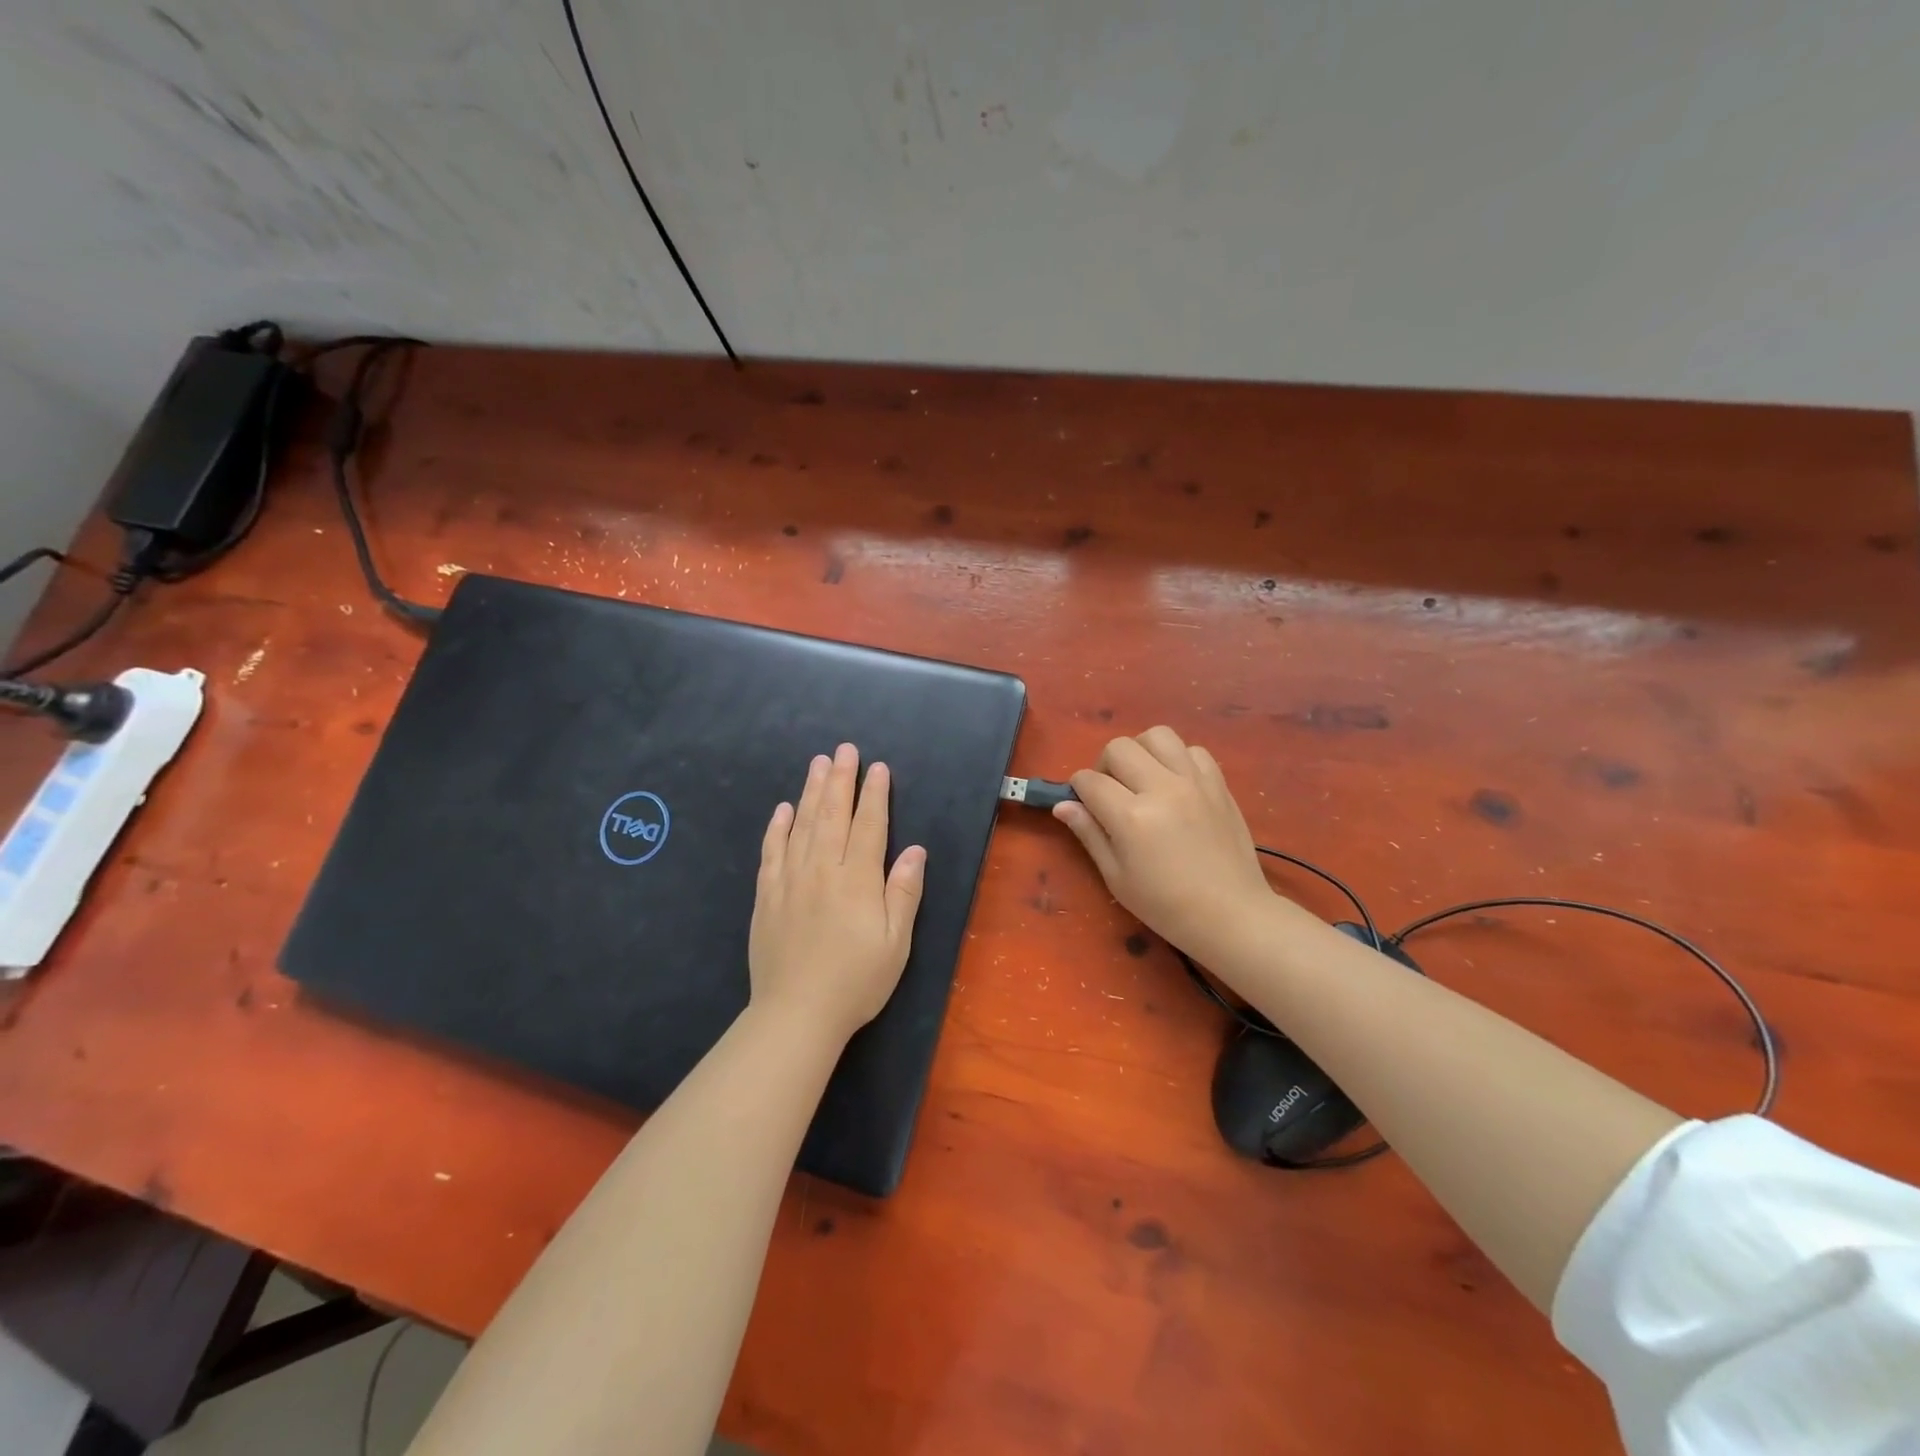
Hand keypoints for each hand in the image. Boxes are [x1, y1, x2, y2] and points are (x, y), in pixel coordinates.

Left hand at [749, 743, 926, 1044]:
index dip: (874, 794)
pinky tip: (782, 809)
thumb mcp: (895, 943)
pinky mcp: (767, 896)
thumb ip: (903, 892)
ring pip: (801, 825)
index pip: (868, 826)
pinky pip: (771, 851)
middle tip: (844, 749)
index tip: (877, 768)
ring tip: (817, 764)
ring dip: (811, 792)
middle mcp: (822, 870)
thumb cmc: (856, 981)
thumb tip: (914, 850)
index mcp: (857, 880)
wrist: (796, 1013)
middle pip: (832, 814)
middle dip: (840, 779)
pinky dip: (777, 827)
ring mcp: (790, 880)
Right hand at [1055, 726, 1283, 964]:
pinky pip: (1193, 750)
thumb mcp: (1116, 877)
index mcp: (1131, 817)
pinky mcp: (1218, 784)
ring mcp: (1194, 782)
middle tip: (1112, 792)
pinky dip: (1178, 759)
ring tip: (1143, 777)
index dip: (1078, 789)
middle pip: (1119, 747)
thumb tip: (1063, 805)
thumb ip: (1089, 834)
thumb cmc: (1165, 905)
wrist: (1230, 915)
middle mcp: (1162, 789)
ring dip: (1141, 751)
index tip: (1083, 803)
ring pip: (1158, 735)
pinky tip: (1176, 784)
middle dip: (1105, 765)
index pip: (1089, 780)